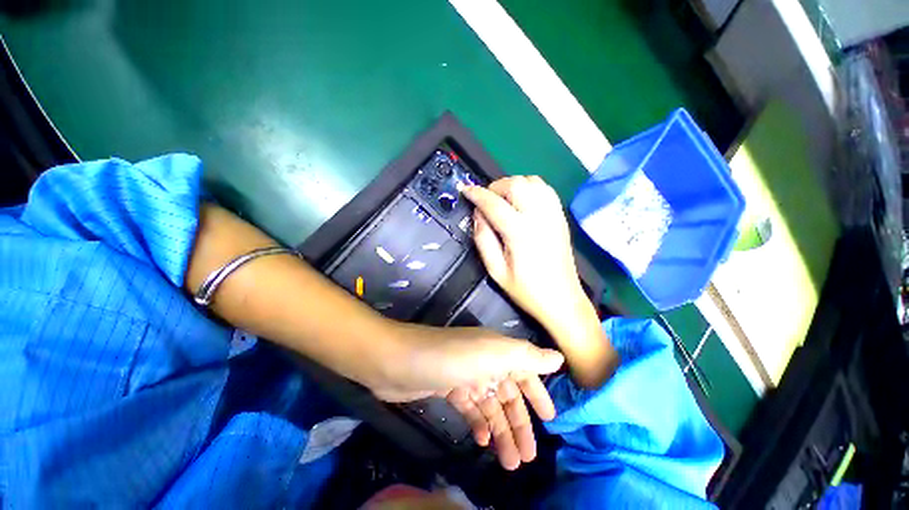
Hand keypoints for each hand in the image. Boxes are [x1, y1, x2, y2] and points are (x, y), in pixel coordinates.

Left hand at [368, 322, 563, 470]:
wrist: (399, 361)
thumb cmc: (450, 358)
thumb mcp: (493, 354)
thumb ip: (526, 356)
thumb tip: (557, 358)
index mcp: (496, 351)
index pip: (525, 371)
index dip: (538, 393)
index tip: (551, 419)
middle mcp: (483, 361)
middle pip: (508, 394)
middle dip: (519, 423)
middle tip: (529, 457)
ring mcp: (465, 376)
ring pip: (490, 405)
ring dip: (500, 431)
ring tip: (510, 462)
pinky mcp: (448, 388)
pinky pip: (471, 407)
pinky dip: (479, 423)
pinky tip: (483, 441)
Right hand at [462, 177, 618, 387]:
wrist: (562, 300)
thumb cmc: (526, 291)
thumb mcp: (496, 271)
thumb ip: (483, 240)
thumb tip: (477, 214)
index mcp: (520, 233)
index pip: (494, 203)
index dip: (477, 194)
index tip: (465, 190)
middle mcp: (539, 217)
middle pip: (516, 184)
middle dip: (495, 187)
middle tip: (486, 200)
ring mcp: (554, 215)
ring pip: (532, 181)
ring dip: (513, 184)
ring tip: (503, 199)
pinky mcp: (561, 217)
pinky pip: (545, 189)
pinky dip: (530, 187)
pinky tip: (522, 200)